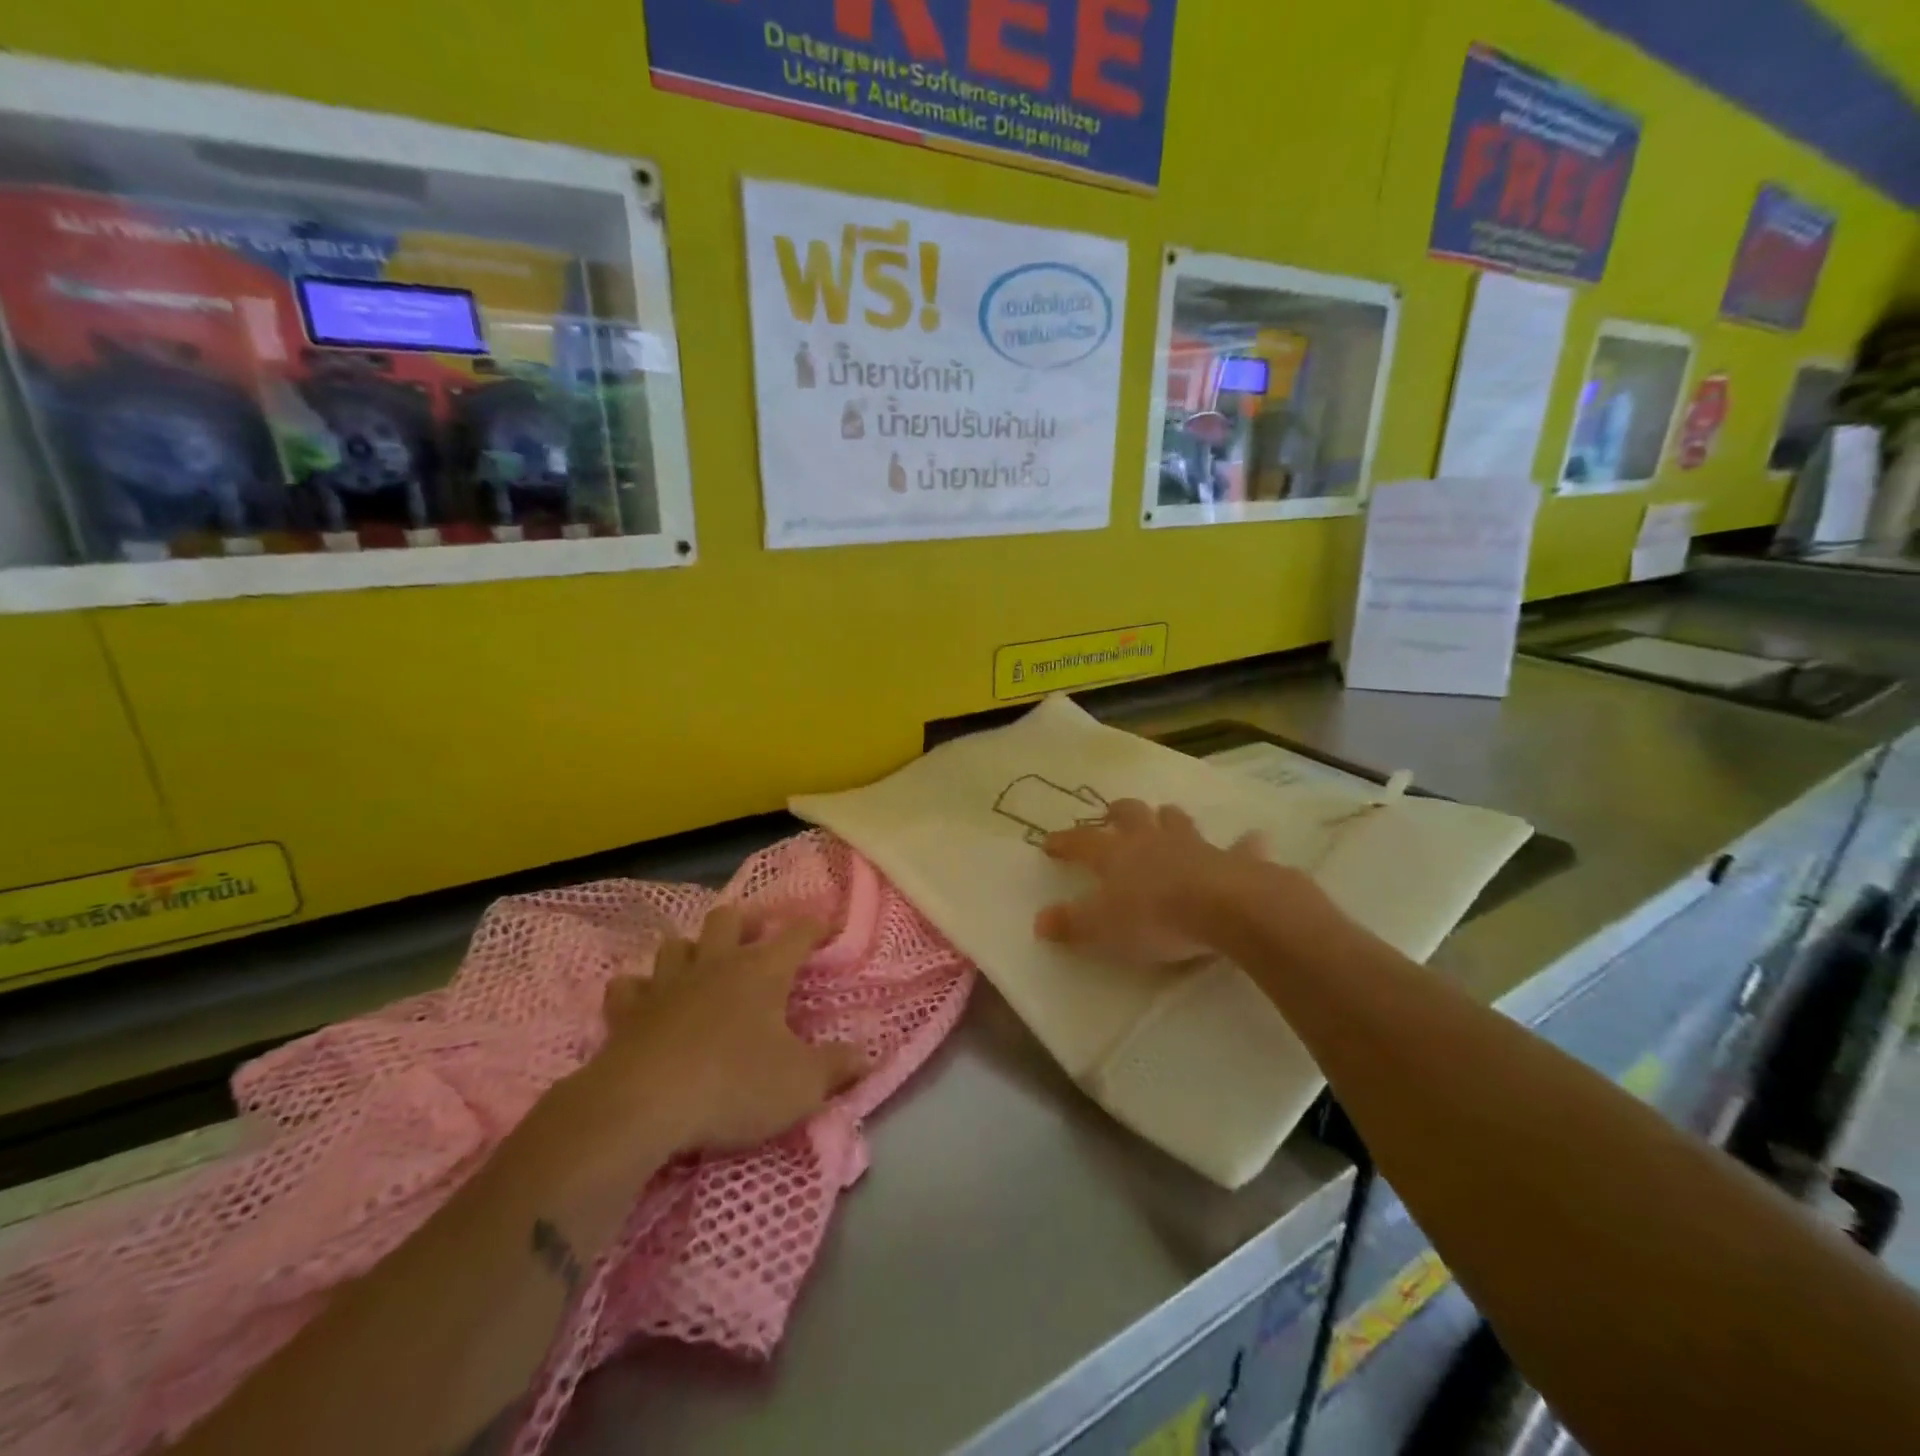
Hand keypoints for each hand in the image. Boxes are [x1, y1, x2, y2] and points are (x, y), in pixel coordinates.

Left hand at [592, 907, 865, 1155]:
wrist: (643, 1106)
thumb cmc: (733, 1087)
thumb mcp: (801, 1086)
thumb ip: (836, 1068)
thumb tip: (866, 1056)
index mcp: (762, 972)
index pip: (796, 935)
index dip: (814, 927)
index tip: (826, 925)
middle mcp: (715, 965)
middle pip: (727, 919)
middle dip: (743, 923)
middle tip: (753, 939)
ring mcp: (667, 984)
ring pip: (676, 944)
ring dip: (690, 950)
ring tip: (700, 966)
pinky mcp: (626, 1012)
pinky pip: (629, 986)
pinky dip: (639, 990)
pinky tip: (645, 1002)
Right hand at [1035, 799, 1295, 966]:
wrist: (1223, 908)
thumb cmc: (1154, 918)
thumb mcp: (1102, 929)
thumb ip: (1071, 924)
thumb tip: (1039, 921)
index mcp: (1116, 855)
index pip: (1082, 842)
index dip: (1065, 841)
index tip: (1050, 842)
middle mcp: (1152, 841)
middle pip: (1131, 815)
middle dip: (1120, 812)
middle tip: (1113, 812)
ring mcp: (1194, 845)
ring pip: (1178, 821)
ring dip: (1170, 818)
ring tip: (1167, 816)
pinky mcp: (1234, 859)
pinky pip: (1241, 847)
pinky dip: (1245, 844)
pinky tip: (1253, 840)